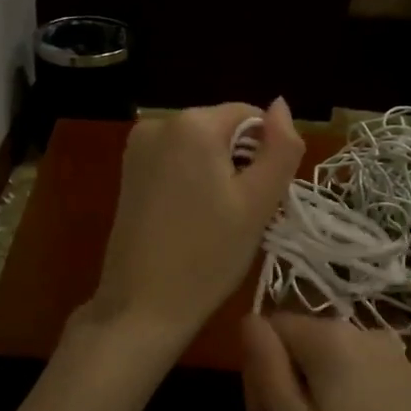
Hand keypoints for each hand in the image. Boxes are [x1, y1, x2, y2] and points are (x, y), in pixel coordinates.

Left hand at [78, 100, 304, 370]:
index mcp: (192, 123)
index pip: (250, 116)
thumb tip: (281, 104)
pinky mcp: (128, 171)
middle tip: (243, 215)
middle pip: (223, 130)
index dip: (266, 154)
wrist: (142, 306)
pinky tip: (193, 219)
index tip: (262, 198)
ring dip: (219, 174)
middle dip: (241, 164)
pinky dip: (193, 181)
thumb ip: (281, 147)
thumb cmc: (208, 255)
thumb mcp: (259, 202)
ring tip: (218, 221)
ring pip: (201, 148)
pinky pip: (177, 162)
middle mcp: (158, 122)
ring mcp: (137, 147)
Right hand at [240, 312, 410, 410]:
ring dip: (313, 391)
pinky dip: (343, 399)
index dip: (256, 367)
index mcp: (332, 339)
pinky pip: (360, 376)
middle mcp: (366, 334)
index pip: (273, 327)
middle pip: (304, 340)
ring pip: (332, 361)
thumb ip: (270, 370)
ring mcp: (395, 358)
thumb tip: (248, 320)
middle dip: (285, 379)